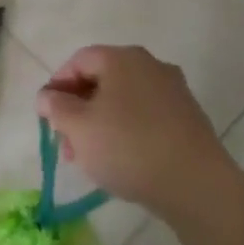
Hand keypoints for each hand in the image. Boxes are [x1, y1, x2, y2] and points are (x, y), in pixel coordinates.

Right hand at [35, 45, 228, 212]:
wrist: (197, 185)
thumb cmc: (128, 147)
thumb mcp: (78, 127)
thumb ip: (56, 106)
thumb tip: (46, 96)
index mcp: (122, 58)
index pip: (78, 61)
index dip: (57, 86)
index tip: (46, 116)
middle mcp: (150, 65)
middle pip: (102, 80)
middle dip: (78, 110)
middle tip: (66, 143)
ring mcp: (173, 91)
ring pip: (124, 101)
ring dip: (101, 123)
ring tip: (90, 159)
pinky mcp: (188, 118)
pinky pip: (146, 117)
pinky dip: (127, 131)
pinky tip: (122, 161)